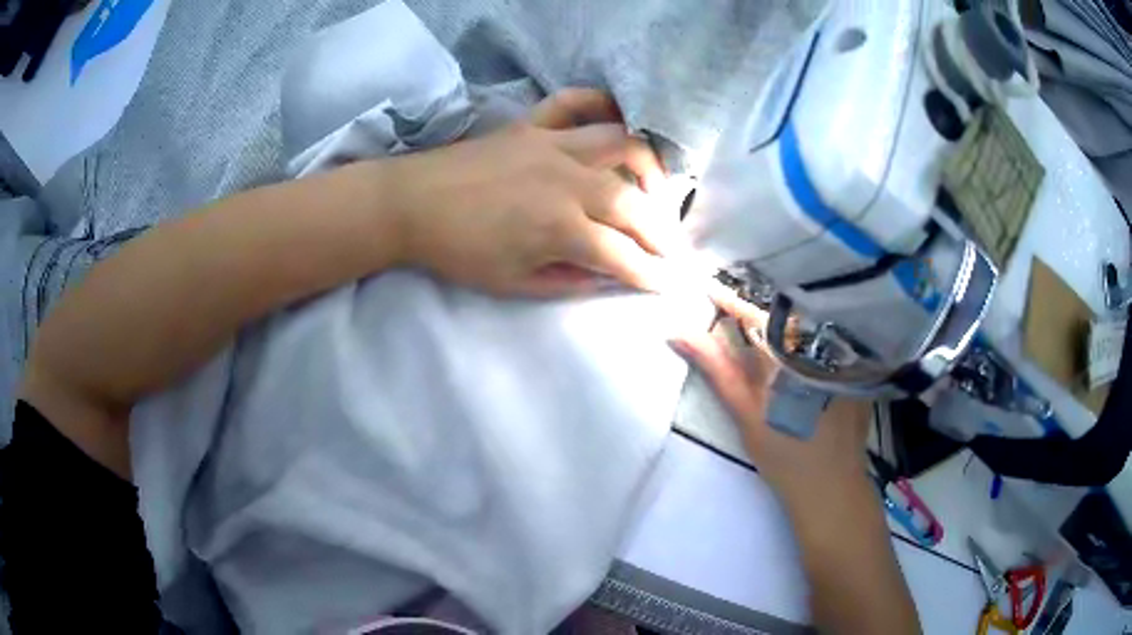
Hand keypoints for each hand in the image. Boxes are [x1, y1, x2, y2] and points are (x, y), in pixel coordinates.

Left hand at [385, 88, 687, 296]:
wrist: (410, 204)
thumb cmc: (458, 250)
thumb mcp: (512, 284)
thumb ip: (567, 282)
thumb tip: (607, 278)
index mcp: (559, 229)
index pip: (622, 256)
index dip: (652, 274)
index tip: (670, 283)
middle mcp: (567, 182)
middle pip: (633, 204)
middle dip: (662, 232)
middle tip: (669, 247)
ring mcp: (552, 145)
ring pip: (621, 144)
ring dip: (649, 167)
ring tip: (654, 189)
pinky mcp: (533, 125)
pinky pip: (574, 101)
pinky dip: (600, 102)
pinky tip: (616, 119)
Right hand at [671, 307, 870, 501]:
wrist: (832, 487)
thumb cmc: (787, 456)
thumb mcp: (747, 414)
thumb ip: (717, 369)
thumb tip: (679, 332)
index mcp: (795, 355)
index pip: (759, 314)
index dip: (731, 300)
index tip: (709, 286)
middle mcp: (825, 344)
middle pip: (788, 310)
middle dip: (758, 300)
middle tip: (732, 296)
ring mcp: (847, 352)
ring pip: (810, 319)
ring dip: (784, 314)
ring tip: (760, 311)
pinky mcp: (859, 363)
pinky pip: (831, 333)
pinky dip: (809, 330)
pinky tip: (796, 336)